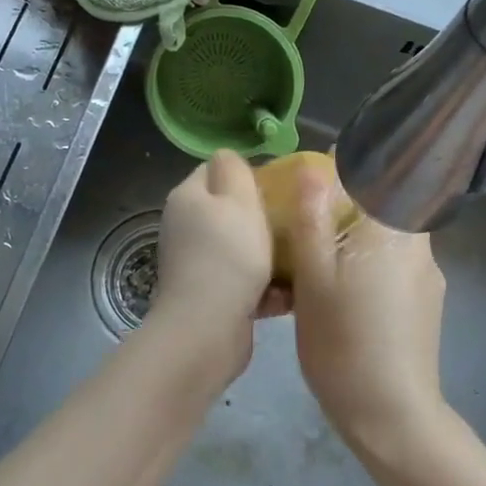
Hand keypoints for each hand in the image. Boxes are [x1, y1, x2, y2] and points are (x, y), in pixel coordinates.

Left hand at [148, 151, 278, 380]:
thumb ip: (234, 169)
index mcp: (188, 197)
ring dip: (268, 254)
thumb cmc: (228, 255)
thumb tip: (226, 155)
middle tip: (295, 221)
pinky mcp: (208, 296)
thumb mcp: (237, 199)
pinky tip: (290, 294)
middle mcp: (185, 227)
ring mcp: (195, 263)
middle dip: (262, 216)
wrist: (207, 330)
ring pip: (239, 247)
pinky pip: (243, 281)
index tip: (280, 186)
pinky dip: (265, 287)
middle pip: (229, 211)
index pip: (215, 170)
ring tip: (300, 257)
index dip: (247, 174)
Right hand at [287, 174, 449, 464]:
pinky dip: (369, 261)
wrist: (392, 417)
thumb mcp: (314, 278)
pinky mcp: (427, 301)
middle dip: (348, 202)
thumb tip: (313, 167)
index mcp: (392, 229)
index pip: (378, 172)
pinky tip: (343, 291)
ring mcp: (427, 275)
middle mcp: (418, 243)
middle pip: (385, 201)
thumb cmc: (343, 342)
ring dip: (358, 234)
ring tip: (319, 258)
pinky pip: (396, 262)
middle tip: (308, 220)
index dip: (347, 165)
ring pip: (390, 234)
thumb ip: (313, 218)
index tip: (315, 175)